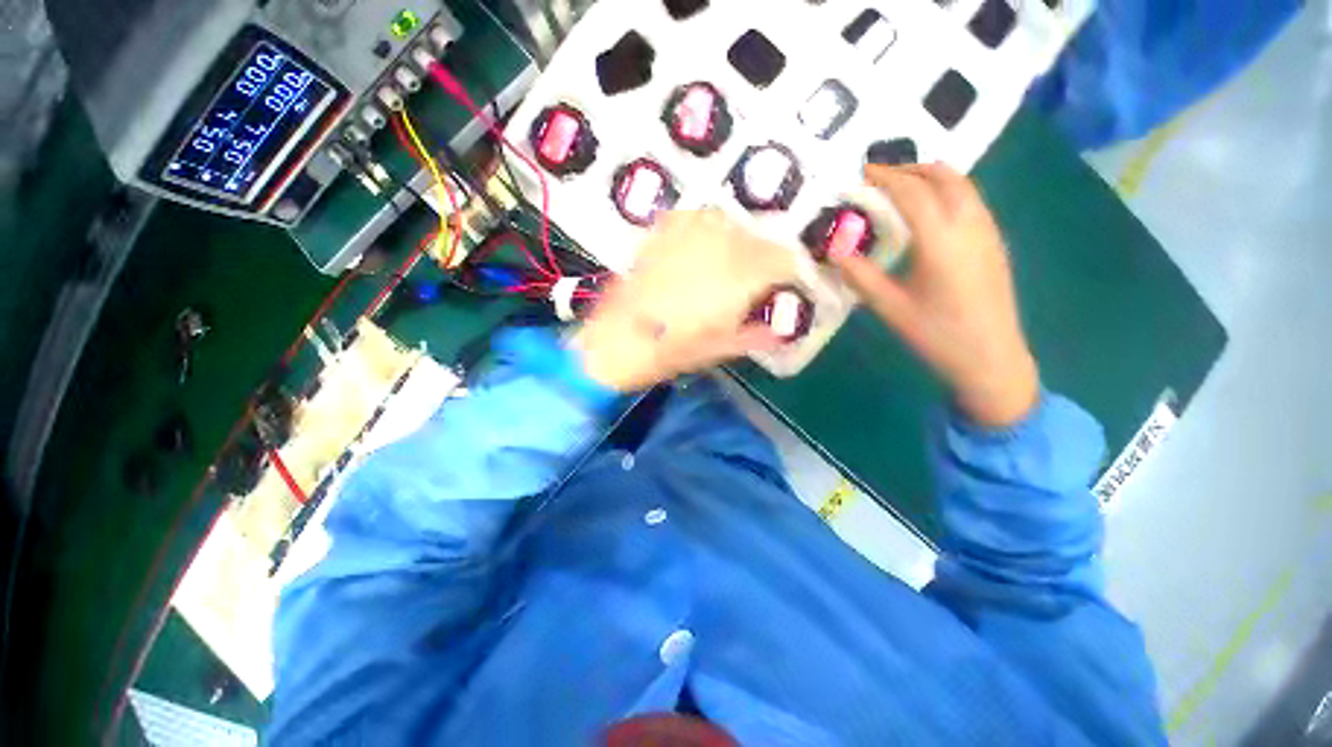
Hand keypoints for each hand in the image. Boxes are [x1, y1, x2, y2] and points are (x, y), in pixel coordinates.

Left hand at [575, 210, 795, 391]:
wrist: (618, 339)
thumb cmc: (674, 349)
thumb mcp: (722, 348)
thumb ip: (757, 335)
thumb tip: (782, 331)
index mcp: (741, 276)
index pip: (783, 260)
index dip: (790, 272)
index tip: (786, 285)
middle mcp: (720, 245)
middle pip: (759, 238)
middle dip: (764, 258)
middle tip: (757, 279)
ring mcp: (689, 233)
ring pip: (730, 223)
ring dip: (737, 241)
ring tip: (728, 264)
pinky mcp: (663, 232)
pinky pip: (696, 218)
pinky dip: (706, 230)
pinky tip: (699, 248)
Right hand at [834, 163, 1038, 427]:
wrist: (991, 358)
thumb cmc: (937, 335)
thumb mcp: (890, 308)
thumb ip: (861, 276)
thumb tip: (836, 250)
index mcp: (941, 242)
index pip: (912, 194)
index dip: (886, 178)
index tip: (863, 172)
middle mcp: (970, 226)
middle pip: (945, 178)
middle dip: (911, 169)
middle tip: (881, 175)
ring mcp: (988, 232)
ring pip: (963, 186)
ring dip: (933, 176)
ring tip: (903, 186)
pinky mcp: (995, 242)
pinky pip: (972, 201)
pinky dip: (948, 191)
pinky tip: (931, 210)